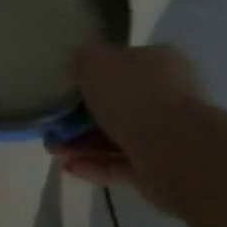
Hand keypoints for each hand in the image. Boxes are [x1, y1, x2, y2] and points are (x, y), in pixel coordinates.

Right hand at [47, 43, 203, 209]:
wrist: (173, 151)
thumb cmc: (132, 96)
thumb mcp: (93, 61)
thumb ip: (82, 59)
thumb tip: (80, 65)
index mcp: (159, 62)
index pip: (121, 63)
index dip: (90, 74)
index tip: (65, 87)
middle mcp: (168, 95)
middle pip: (116, 103)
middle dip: (80, 116)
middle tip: (53, 124)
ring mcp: (168, 134)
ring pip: (116, 135)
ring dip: (82, 143)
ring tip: (53, 150)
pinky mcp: (161, 168)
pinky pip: (122, 164)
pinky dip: (95, 165)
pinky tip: (70, 168)